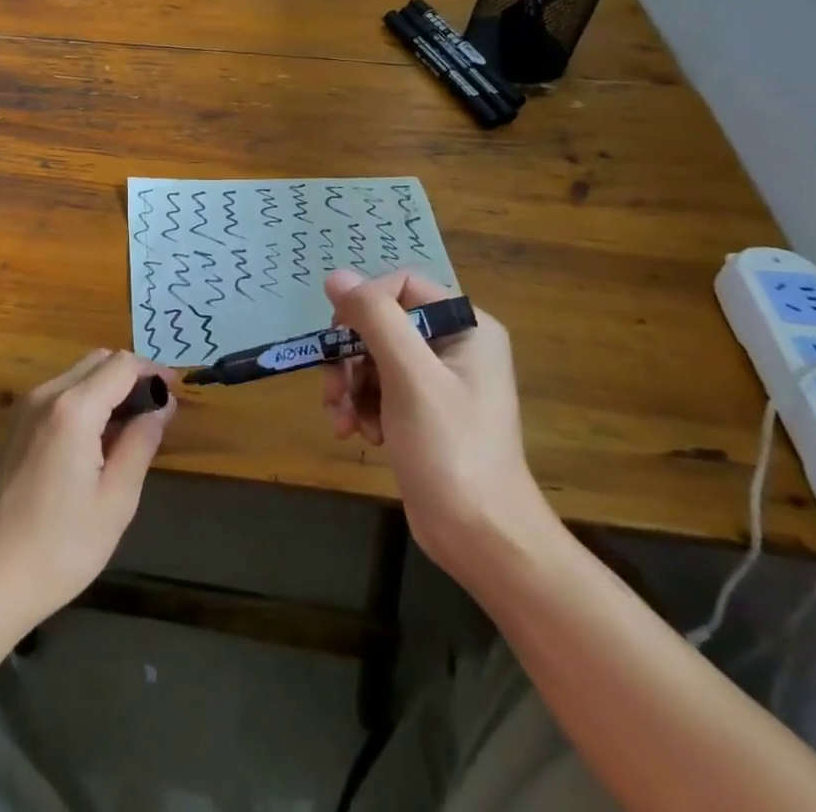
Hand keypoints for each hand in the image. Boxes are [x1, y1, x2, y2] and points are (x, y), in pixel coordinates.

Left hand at [0, 350, 175, 635]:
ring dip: (107, 388)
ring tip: (130, 429)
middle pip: (98, 360)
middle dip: (131, 376)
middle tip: (156, 412)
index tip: (176, 394)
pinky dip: (84, 400)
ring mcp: (24, 408)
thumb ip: (142, 441)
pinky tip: (95, 441)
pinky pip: (58, 394)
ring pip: (77, 375)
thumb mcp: (116, 499)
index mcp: (73, 408)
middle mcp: (45, 394)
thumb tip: (163, 404)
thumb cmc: (61, 546)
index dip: (153, 372)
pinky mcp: (13, 426)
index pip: (122, 365)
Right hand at [321, 269, 550, 579]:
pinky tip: (356, 433)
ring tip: (341, 419)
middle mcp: (453, 345)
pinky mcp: (420, 411)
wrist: (481, 539)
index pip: (401, 286)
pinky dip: (359, 406)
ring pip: (370, 357)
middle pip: (380, 323)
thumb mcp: (410, 377)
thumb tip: (336, 276)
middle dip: (350, 355)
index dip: (364, 305)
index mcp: (466, 327)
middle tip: (334, 388)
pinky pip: (376, 388)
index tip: (340, 338)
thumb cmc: (451, 450)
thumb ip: (375, 319)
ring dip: (348, 385)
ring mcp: (436, 380)